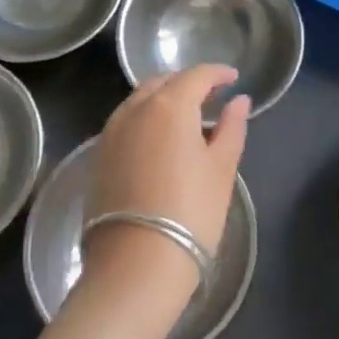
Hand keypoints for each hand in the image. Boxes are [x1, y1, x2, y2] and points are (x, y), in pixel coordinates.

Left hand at [82, 66, 249, 306]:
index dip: (217, 73)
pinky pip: (125, 121)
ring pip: (139, 100)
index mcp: (169, 106)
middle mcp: (135, 109)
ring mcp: (111, 132)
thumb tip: (239, 101)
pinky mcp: (99, 156)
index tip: (233, 79)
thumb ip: (232, 128)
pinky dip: (145, 118)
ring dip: (163, 98)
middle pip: (163, 82)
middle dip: (188, 82)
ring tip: (186, 116)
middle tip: (211, 96)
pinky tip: (160, 139)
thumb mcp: (222, 169)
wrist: (136, 265)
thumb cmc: (191, 213)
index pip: (196, 75)